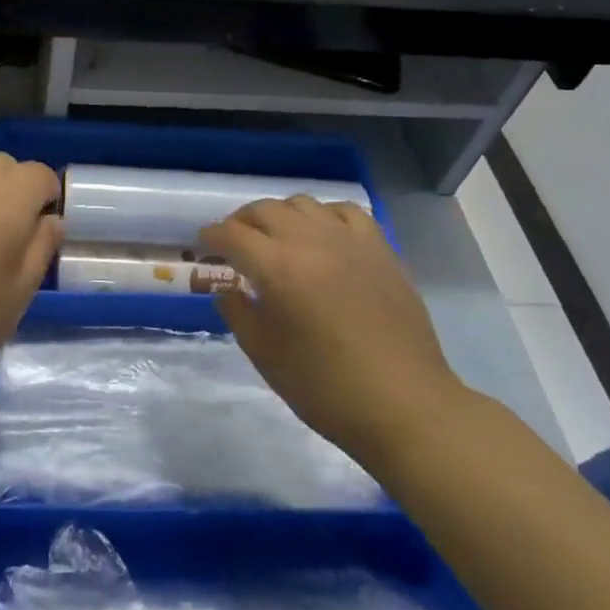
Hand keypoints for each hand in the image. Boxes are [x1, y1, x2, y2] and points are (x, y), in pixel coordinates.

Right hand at [202, 196, 463, 465]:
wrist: (404, 405)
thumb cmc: (326, 388)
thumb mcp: (266, 356)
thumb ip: (238, 314)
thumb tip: (228, 289)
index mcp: (277, 268)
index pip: (232, 234)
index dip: (213, 236)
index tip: (205, 244)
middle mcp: (310, 241)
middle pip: (265, 210)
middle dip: (242, 221)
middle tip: (235, 242)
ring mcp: (349, 240)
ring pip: (303, 203)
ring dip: (280, 215)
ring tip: (277, 237)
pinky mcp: (380, 248)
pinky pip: (345, 212)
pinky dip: (324, 215)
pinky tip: (323, 235)